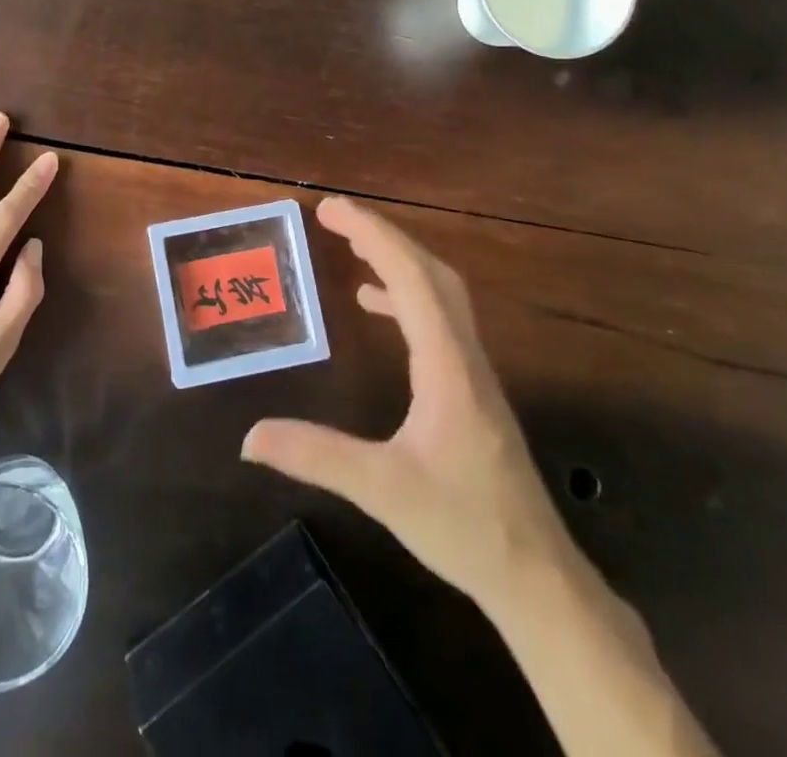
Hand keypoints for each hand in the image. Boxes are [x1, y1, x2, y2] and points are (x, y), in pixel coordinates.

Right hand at [241, 197, 569, 611]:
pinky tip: (374, 305)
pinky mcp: (469, 387)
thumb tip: (249, 436)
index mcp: (446, 364)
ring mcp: (471, 369)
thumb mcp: (383, 490)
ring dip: (397, 259)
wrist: (536, 576)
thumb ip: (317, 457)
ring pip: (439, 292)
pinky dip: (404, 295)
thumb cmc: (465, 526)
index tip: (331, 209)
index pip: (411, 278)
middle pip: (430, 273)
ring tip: (351, 246)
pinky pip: (436, 319)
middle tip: (334, 216)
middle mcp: (463, 353)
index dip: (372, 236)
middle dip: (382, 236)